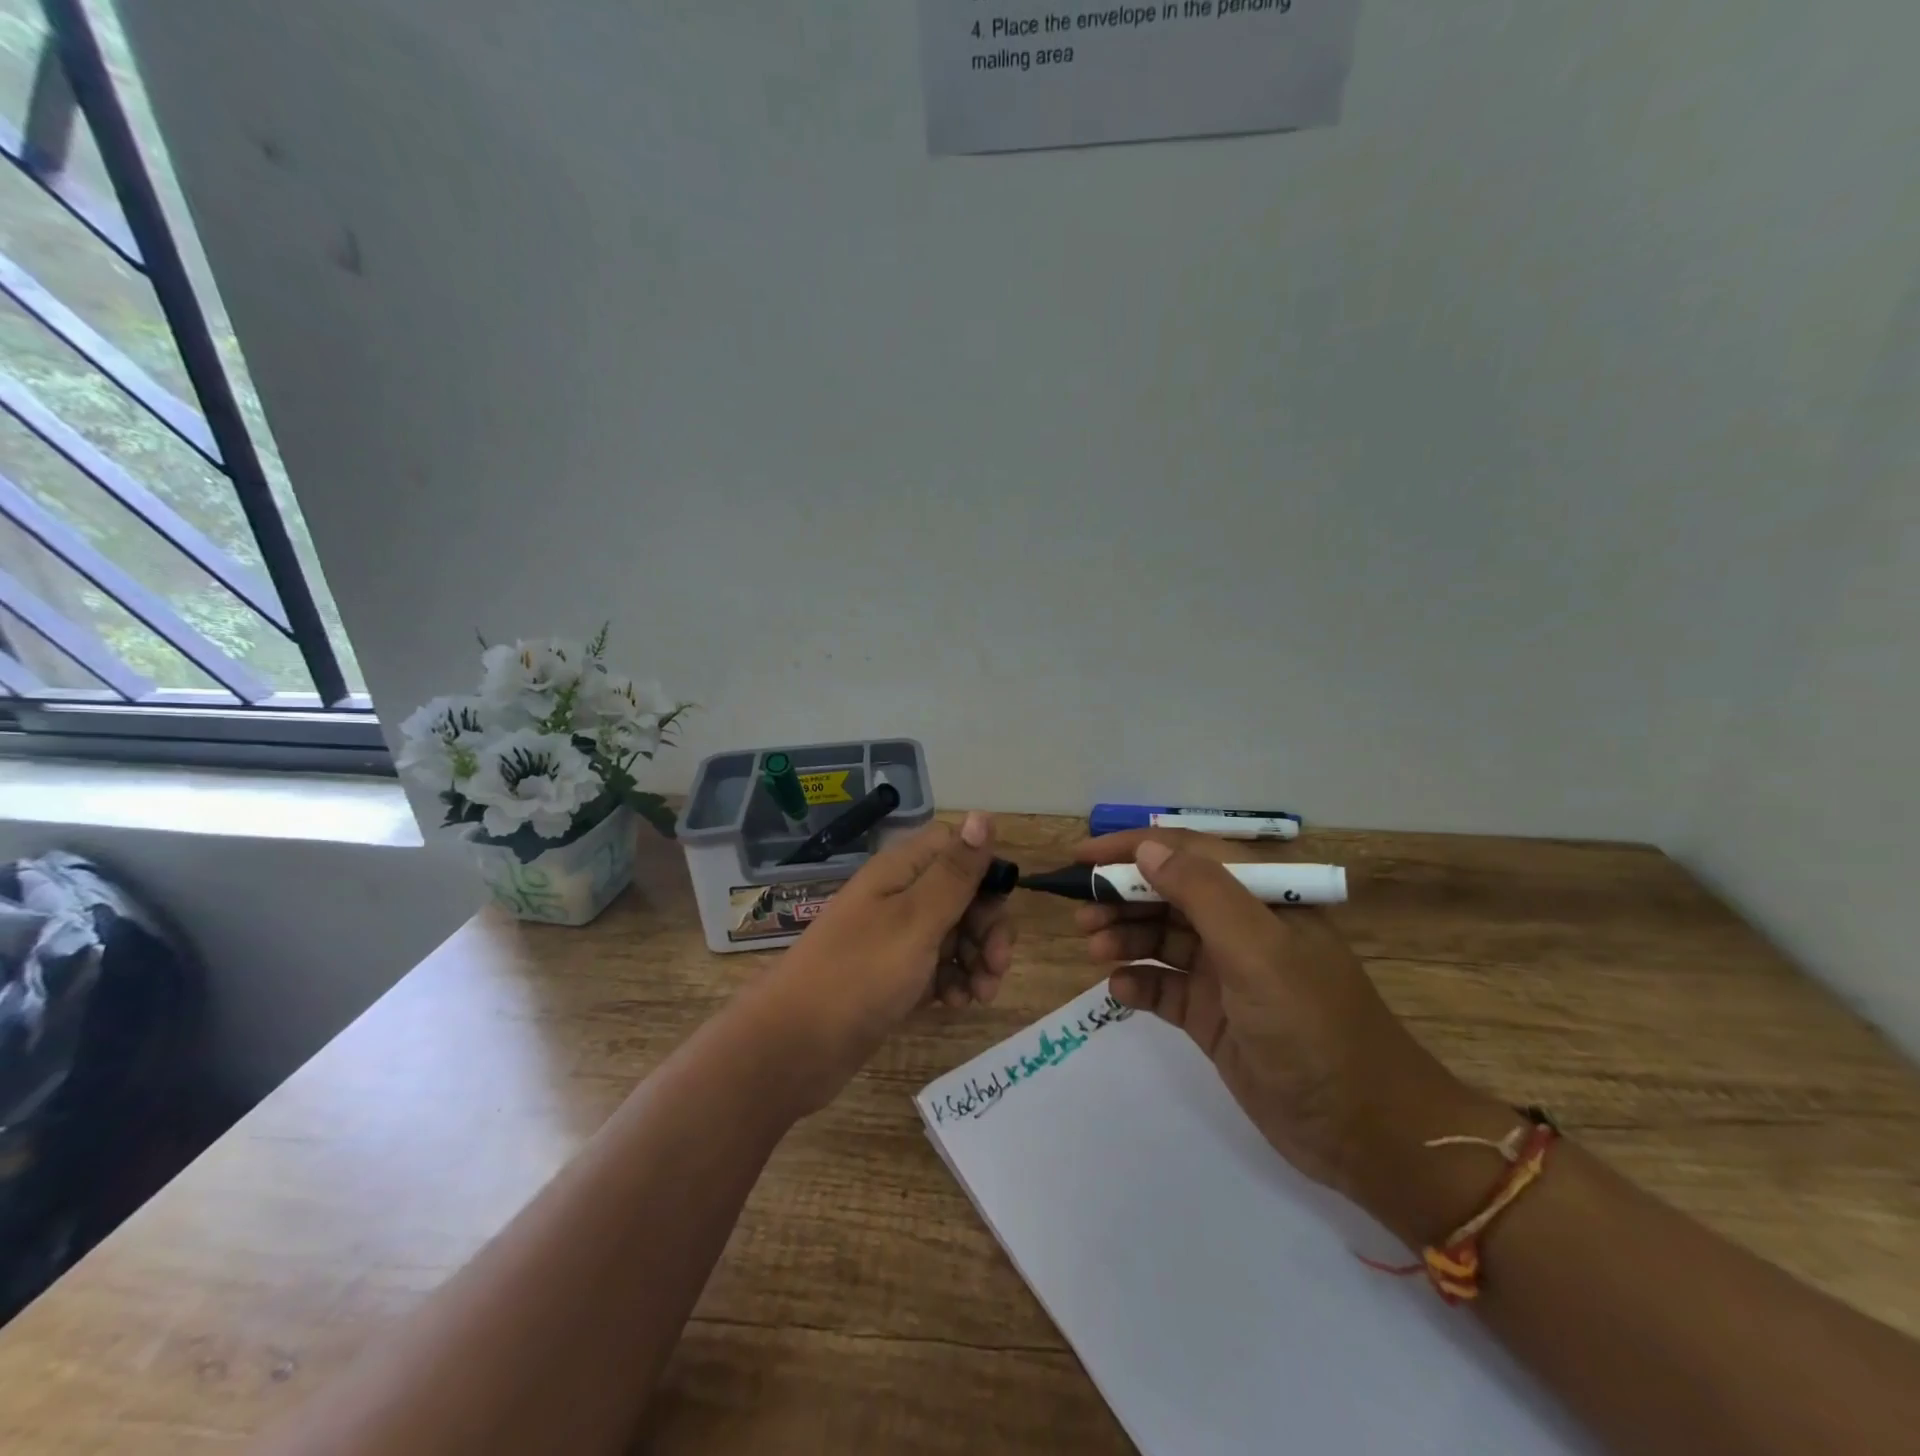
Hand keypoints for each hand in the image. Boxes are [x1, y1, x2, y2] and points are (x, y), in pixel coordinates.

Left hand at [762, 812, 1014, 1108]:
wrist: (796, 1046)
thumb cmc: (860, 973)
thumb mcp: (916, 918)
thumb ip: (955, 871)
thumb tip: (984, 814)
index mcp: (901, 871)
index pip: (955, 847)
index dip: (983, 871)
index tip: (998, 907)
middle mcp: (899, 896)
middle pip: (962, 893)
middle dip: (988, 926)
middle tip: (997, 965)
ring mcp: (896, 937)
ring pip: (955, 933)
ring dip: (977, 959)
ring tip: (981, 995)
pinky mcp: (894, 975)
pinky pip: (937, 967)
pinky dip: (954, 982)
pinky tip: (956, 1004)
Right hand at [1074, 831, 1504, 1233]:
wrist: (1364, 1132)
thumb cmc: (1313, 1026)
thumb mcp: (1258, 951)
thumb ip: (1202, 892)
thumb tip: (1147, 848)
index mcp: (1263, 895)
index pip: (1187, 852)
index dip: (1133, 849)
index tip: (1081, 857)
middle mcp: (1242, 925)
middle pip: (1168, 893)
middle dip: (1121, 896)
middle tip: (1081, 913)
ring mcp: (1226, 972)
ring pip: (1160, 937)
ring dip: (1124, 936)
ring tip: (1094, 948)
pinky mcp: (1213, 1014)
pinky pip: (1163, 985)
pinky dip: (1138, 981)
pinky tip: (1120, 989)